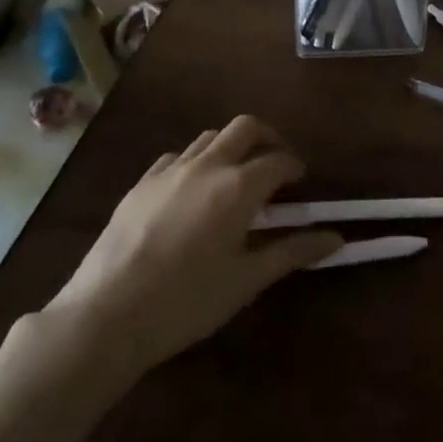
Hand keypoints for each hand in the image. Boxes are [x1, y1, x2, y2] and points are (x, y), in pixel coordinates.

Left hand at [42, 116, 341, 378]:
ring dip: (230, 147)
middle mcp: (208, 165)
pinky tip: (191, 190)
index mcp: (238, 186)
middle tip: (274, 162)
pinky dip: (194, 162)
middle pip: (245, 127)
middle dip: (267, 137)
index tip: (299, 181)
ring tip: (234, 177)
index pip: (278, 160)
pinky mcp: (141, 183)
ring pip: (210, 137)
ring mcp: (170, 170)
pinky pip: (176, 157)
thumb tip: (335, 238)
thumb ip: (291, 253)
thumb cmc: (186, 302)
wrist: (106, 314)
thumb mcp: (245, 281)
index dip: (294, 166)